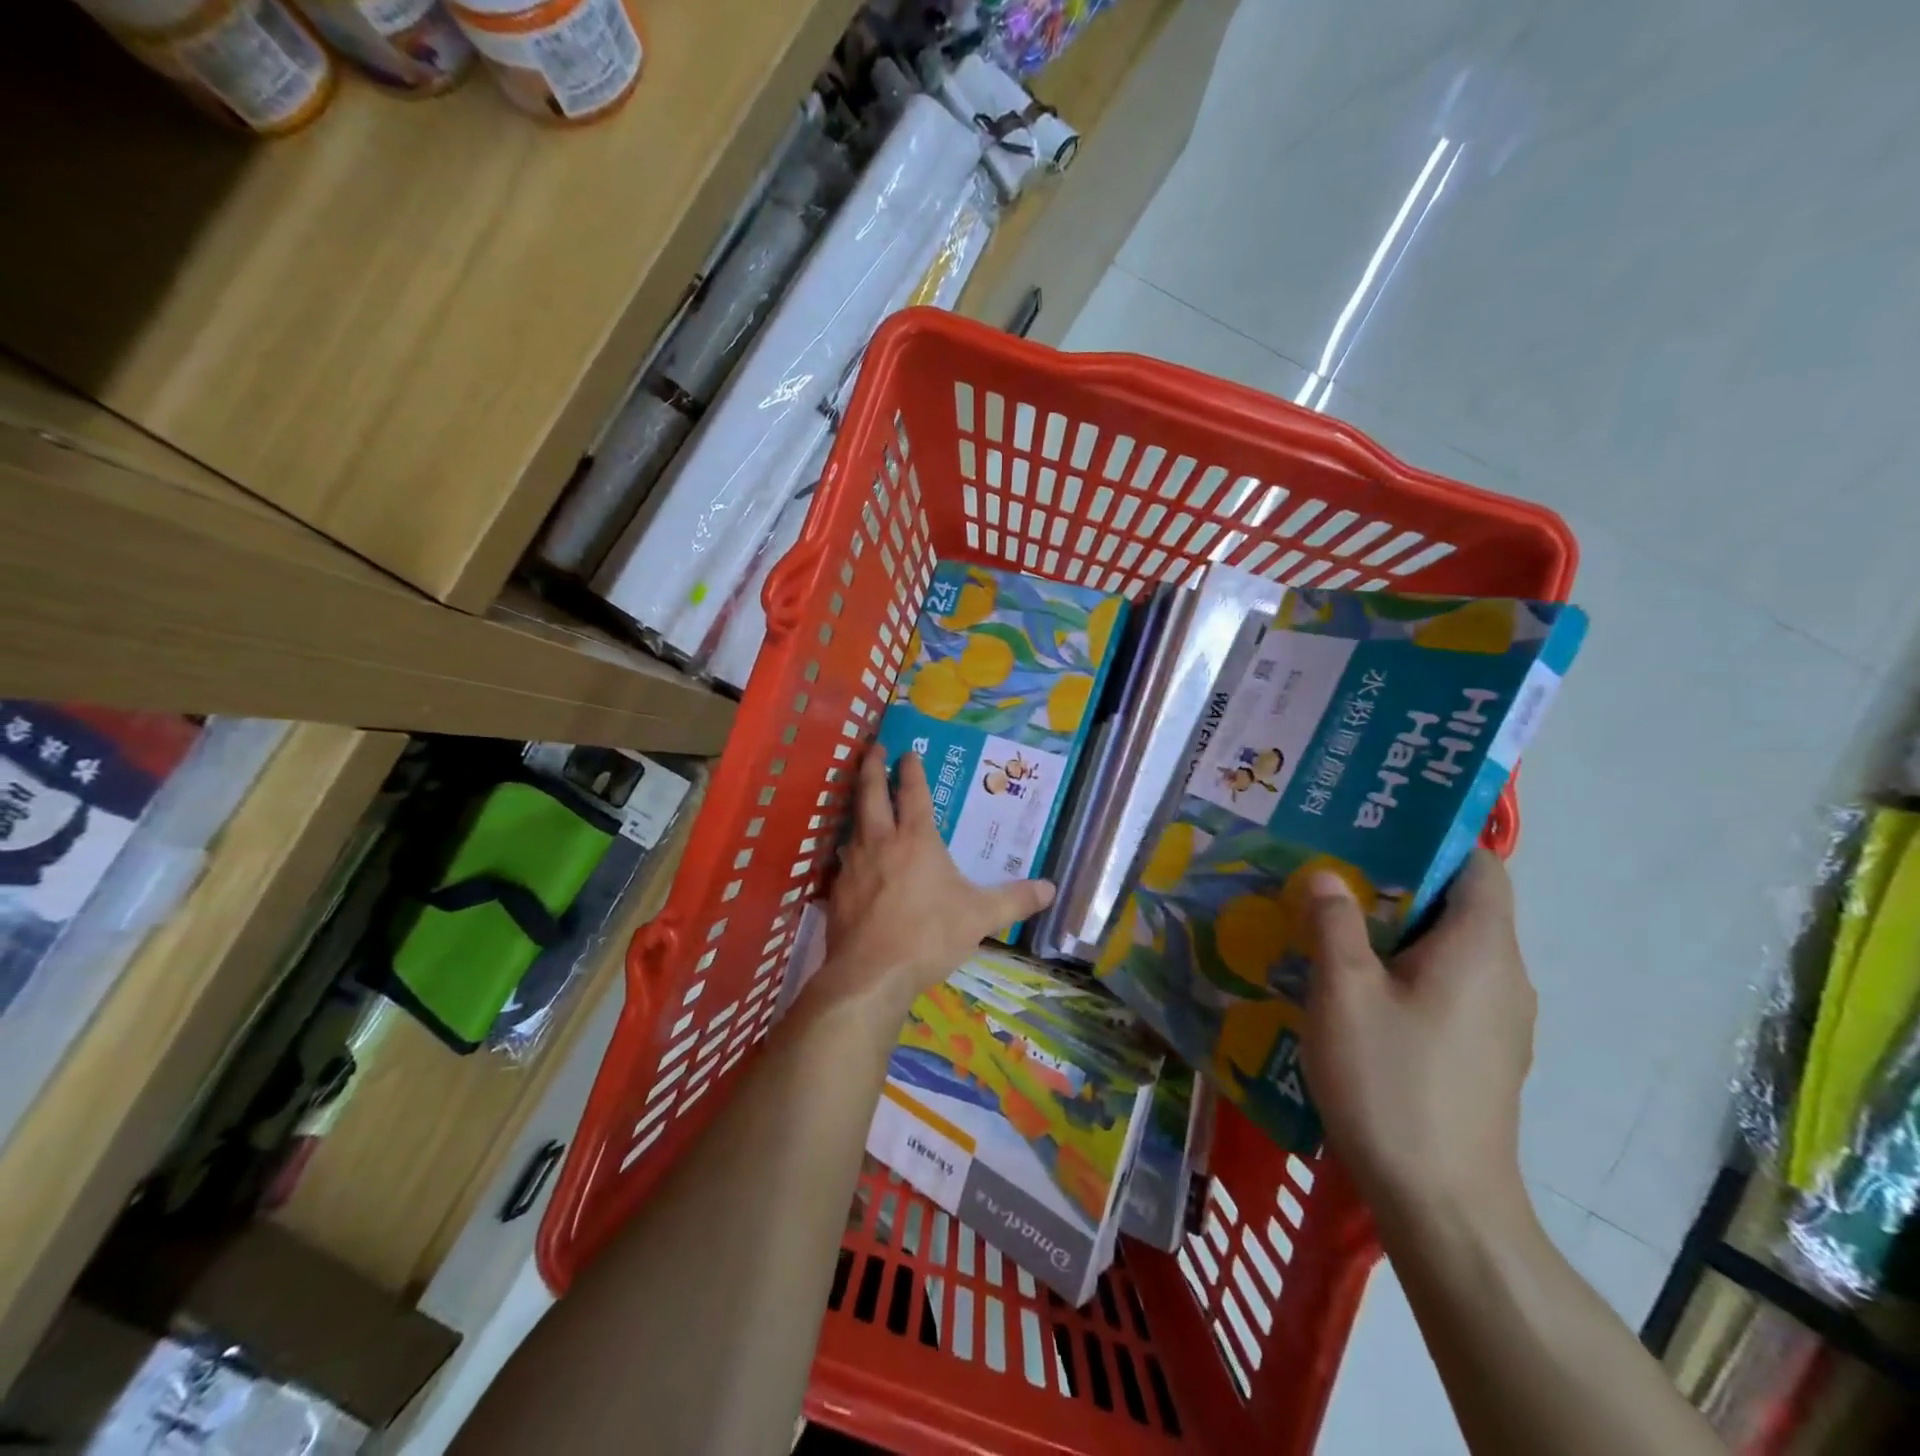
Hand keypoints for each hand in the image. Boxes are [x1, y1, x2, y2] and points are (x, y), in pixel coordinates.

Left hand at [812, 750, 1054, 1019]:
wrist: (871, 974)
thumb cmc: (929, 935)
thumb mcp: (980, 917)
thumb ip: (1015, 900)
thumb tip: (1051, 888)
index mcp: (917, 840)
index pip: (913, 793)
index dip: (911, 769)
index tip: (908, 751)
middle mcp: (881, 842)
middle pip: (871, 794)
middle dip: (872, 768)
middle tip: (872, 748)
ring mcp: (854, 865)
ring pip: (854, 824)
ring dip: (858, 806)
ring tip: (862, 799)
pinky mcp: (838, 891)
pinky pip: (845, 859)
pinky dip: (852, 849)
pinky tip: (855, 859)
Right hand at [1303, 849, 1535, 1230]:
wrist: (1442, 1202)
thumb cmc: (1391, 1083)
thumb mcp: (1344, 993)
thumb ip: (1334, 923)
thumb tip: (1324, 873)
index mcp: (1480, 949)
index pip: (1479, 866)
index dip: (1433, 838)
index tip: (1372, 828)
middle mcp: (1504, 976)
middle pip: (1459, 903)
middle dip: (1397, 879)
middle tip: (1331, 865)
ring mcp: (1498, 1019)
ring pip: (1449, 946)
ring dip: (1396, 925)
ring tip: (1332, 915)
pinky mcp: (1482, 1050)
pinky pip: (1446, 983)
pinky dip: (1405, 965)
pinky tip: (1352, 980)